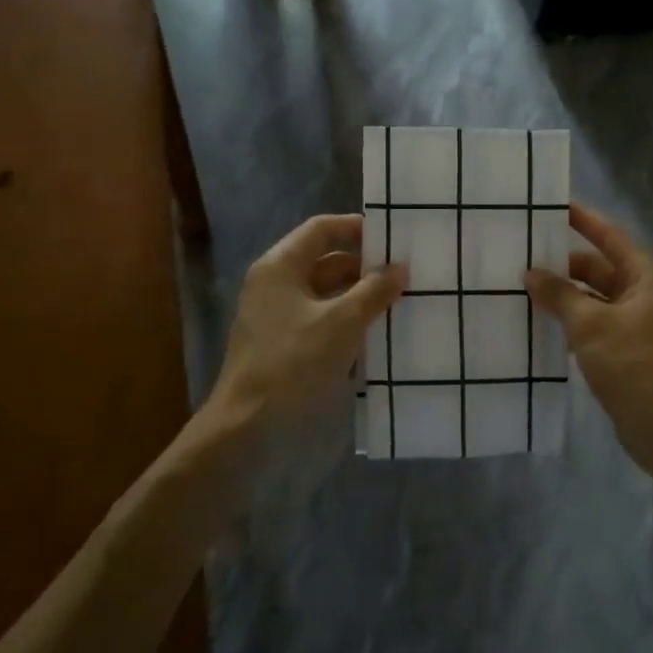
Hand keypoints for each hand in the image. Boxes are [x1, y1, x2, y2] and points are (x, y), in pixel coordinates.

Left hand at [209, 214, 406, 428]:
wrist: (248, 424)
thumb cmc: (294, 361)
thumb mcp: (343, 322)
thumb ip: (373, 291)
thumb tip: (399, 268)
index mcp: (281, 266)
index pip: (322, 229)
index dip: (357, 228)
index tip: (392, 239)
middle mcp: (275, 283)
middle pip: (324, 261)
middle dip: (364, 267)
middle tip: (404, 273)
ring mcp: (276, 314)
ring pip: (324, 293)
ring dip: (358, 296)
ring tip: (398, 301)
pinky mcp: (282, 342)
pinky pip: (320, 319)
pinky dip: (346, 320)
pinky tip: (375, 332)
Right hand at [526, 203, 652, 476]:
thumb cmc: (635, 366)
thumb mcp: (591, 325)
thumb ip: (560, 295)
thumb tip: (531, 273)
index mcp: (647, 277)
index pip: (611, 237)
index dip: (584, 221)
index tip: (555, 207)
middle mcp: (646, 295)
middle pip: (601, 269)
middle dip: (565, 266)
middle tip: (523, 259)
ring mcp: (639, 325)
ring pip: (596, 299)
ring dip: (566, 297)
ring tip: (524, 291)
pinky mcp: (629, 352)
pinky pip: (596, 325)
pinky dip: (573, 323)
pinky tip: (543, 326)